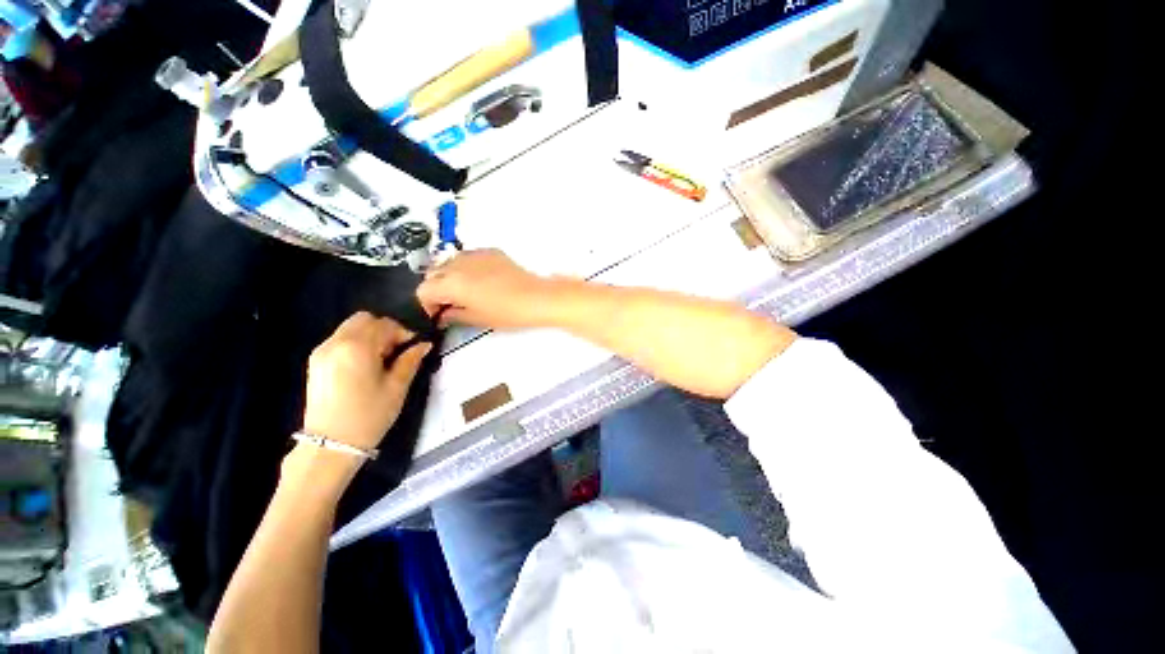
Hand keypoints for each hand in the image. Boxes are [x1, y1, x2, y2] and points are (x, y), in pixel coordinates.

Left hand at [302, 312, 431, 451]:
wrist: (330, 445)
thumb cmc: (369, 416)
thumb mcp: (397, 388)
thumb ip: (410, 360)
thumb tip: (424, 344)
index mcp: (358, 348)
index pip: (385, 324)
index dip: (403, 332)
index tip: (413, 348)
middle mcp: (336, 343)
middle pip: (364, 319)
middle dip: (384, 330)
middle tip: (396, 351)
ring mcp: (322, 352)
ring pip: (350, 328)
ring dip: (370, 336)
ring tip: (381, 360)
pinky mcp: (315, 362)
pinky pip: (340, 340)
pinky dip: (356, 343)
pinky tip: (364, 365)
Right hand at [417, 249, 554, 329]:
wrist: (535, 298)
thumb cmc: (507, 311)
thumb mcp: (476, 318)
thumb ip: (453, 315)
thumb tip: (444, 314)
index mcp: (450, 283)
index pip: (423, 290)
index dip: (426, 304)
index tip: (435, 313)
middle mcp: (457, 264)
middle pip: (433, 274)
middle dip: (435, 288)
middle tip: (447, 304)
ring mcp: (474, 255)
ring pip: (449, 262)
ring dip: (449, 276)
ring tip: (463, 291)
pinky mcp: (489, 251)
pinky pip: (468, 257)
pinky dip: (466, 267)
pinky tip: (479, 280)